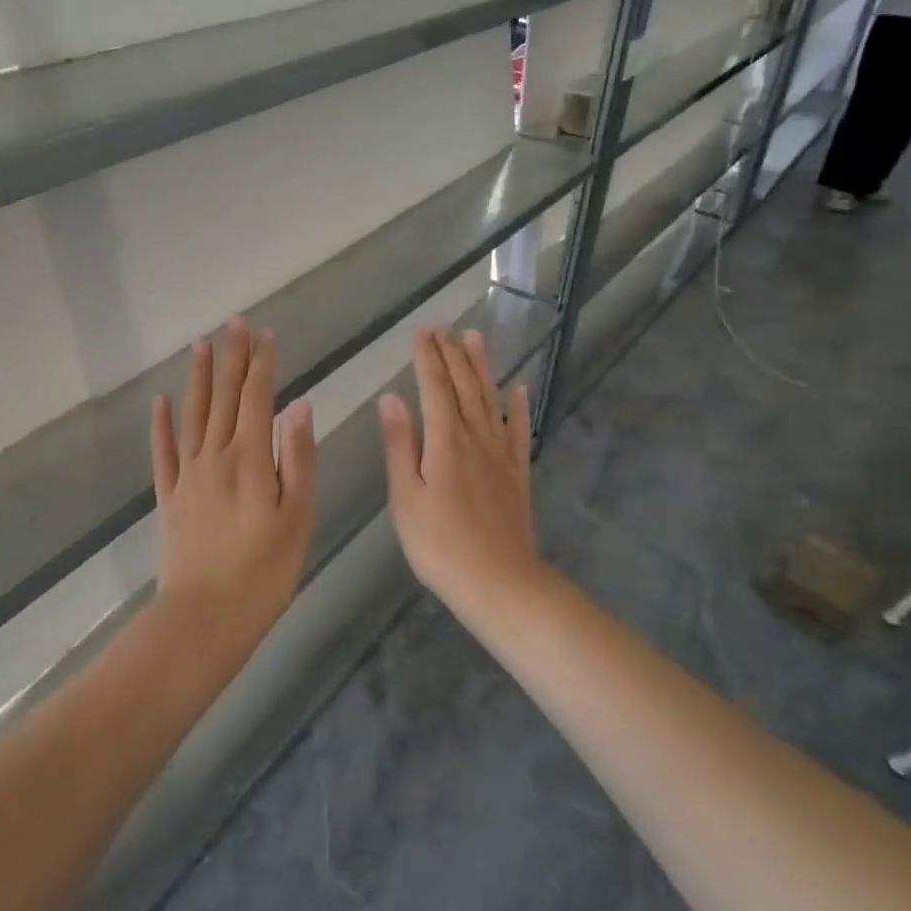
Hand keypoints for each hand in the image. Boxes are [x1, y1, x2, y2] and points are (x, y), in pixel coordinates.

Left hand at [150, 319, 315, 652]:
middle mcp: (214, 456)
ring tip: (200, 345)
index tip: (265, 334)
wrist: (205, 617)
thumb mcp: (297, 517)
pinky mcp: (169, 497)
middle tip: (233, 324)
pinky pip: (163, 452)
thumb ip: (297, 458)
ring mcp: (187, 475)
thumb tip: (298, 406)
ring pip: (192, 415)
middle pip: (223, 397)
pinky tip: (160, 402)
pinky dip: (161, 424)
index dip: (262, 364)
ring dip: (197, 378)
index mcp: (250, 459)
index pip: (256, 398)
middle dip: (230, 358)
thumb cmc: (264, 571)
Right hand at [378, 327, 543, 608]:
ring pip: (491, 400)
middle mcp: (476, 438)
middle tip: (443, 328)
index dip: (428, 358)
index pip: (435, 388)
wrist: (498, 582)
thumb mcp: (405, 497)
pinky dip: (518, 408)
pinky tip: (518, 390)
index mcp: (445, 441)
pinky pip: (519, 432)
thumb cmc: (439, 544)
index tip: (422, 331)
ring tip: (475, 339)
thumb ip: (399, 445)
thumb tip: (391, 398)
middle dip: (452, 355)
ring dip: (482, 368)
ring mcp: (500, 456)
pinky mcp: (517, 474)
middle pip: (464, 387)